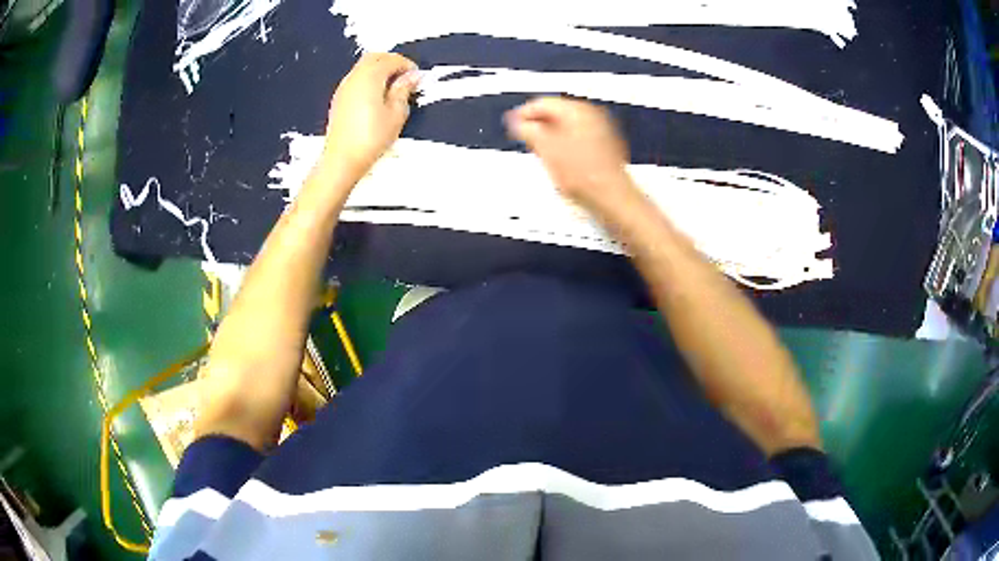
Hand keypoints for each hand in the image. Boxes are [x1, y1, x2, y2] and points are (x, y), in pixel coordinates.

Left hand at [323, 52, 420, 179]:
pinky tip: (378, 97)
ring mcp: (344, 89)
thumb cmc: (369, 139)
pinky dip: (369, 80)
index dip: (407, 65)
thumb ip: (404, 90)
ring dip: (379, 70)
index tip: (416, 76)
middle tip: (406, 77)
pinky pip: (356, 80)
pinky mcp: (339, 100)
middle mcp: (354, 78)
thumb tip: (411, 77)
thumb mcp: (396, 113)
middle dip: (392, 62)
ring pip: (363, 67)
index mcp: (370, 77)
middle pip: (374, 57)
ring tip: (393, 88)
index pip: (392, 59)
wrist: (342, 160)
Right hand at [505, 97, 632, 208]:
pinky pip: (579, 137)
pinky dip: (566, 144)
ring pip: (567, 125)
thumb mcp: (545, 149)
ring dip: (551, 135)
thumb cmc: (585, 176)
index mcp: (577, 110)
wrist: (611, 197)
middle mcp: (592, 115)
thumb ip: (527, 131)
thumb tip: (517, 122)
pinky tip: (560, 159)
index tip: (512, 124)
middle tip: (525, 136)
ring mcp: (602, 130)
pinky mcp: (605, 146)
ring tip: (541, 150)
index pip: (542, 103)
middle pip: (556, 113)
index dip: (523, 115)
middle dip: (538, 125)